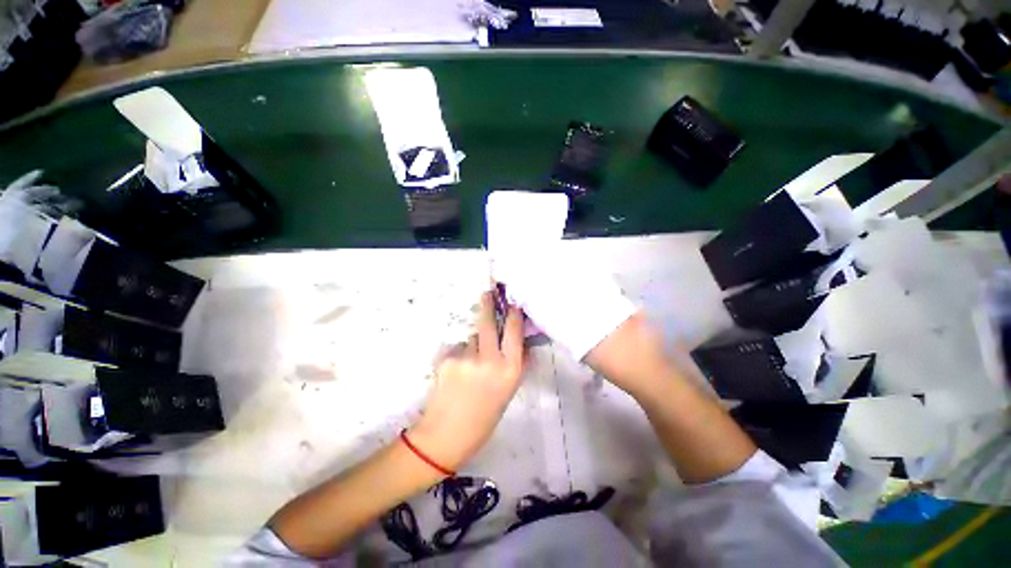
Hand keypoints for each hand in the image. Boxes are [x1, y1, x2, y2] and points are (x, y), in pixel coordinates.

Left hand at [408, 288, 524, 471]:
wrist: (446, 435)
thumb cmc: (484, 416)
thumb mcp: (508, 392)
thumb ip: (516, 364)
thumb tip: (522, 341)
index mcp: (510, 369)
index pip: (514, 332)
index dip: (513, 314)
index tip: (512, 302)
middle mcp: (490, 359)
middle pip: (489, 323)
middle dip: (488, 304)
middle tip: (487, 292)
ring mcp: (467, 358)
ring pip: (472, 338)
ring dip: (472, 345)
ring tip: (468, 367)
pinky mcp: (448, 358)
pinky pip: (458, 349)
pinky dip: (459, 355)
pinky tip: (455, 373)